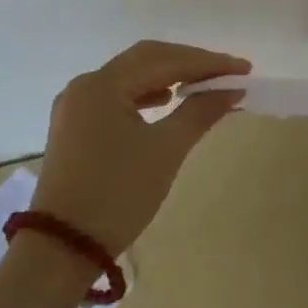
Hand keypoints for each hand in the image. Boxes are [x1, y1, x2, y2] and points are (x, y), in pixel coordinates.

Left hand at [31, 40, 250, 254]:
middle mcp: (85, 85)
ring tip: (204, 85)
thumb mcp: (166, 150)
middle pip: (146, 59)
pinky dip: (149, 93)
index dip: (208, 62)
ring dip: (170, 76)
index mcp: (103, 85)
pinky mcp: (76, 126)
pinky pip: (119, 96)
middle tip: (228, 72)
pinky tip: (167, 101)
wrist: (63, 248)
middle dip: (190, 63)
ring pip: (132, 76)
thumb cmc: (119, 194)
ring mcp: (76, 106)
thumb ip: (201, 112)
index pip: (165, 60)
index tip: (245, 69)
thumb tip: (233, 89)